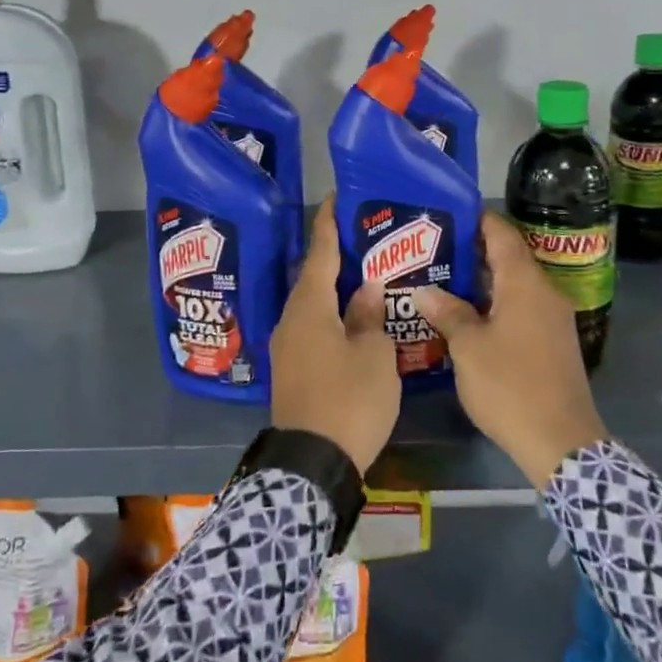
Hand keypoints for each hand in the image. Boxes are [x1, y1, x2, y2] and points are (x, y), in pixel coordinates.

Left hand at [270, 197, 401, 477]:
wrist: (312, 464)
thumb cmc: (349, 400)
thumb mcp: (374, 354)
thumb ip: (369, 316)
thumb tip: (365, 288)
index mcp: (309, 307)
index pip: (320, 253)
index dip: (329, 224)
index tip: (336, 198)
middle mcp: (290, 320)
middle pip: (312, 278)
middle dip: (334, 257)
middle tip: (362, 238)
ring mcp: (287, 347)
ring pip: (311, 305)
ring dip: (332, 289)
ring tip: (361, 275)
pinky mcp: (291, 369)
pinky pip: (311, 327)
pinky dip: (330, 314)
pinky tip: (350, 318)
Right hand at [415, 214, 606, 487]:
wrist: (561, 442)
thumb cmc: (510, 385)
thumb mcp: (468, 348)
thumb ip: (447, 312)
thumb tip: (425, 290)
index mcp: (526, 283)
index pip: (502, 233)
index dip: (476, 219)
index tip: (446, 213)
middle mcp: (544, 292)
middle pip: (508, 258)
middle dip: (472, 252)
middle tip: (432, 250)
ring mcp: (553, 318)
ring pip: (514, 285)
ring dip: (482, 282)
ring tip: (442, 280)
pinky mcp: (553, 342)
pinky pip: (521, 308)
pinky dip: (495, 304)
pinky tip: (467, 316)